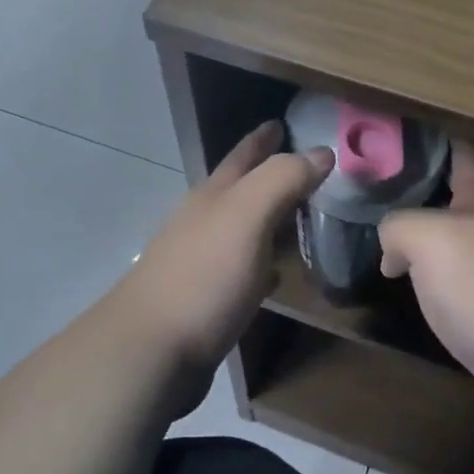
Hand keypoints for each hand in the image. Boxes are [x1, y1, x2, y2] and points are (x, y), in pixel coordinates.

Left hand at [116, 120, 332, 406]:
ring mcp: (201, 261)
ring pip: (241, 227)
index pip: (243, 155)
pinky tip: (274, 273)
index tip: (282, 122)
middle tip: (303, 166)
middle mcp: (204, 221)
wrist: (152, 350)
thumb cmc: (204, 275)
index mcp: (214, 196)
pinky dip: (261, 262)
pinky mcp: (205, 299)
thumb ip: (283, 179)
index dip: (263, 138)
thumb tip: (321, 151)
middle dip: (266, 173)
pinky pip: (241, 268)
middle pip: (239, 188)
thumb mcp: (247, 215)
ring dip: (267, 217)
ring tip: (296, 214)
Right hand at [378, 141, 473, 431]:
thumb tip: (392, 249)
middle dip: (418, 185)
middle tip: (374, 182)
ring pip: (451, 237)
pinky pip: (454, 277)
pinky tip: (408, 281)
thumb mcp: (426, 237)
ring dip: (422, 233)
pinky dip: (430, 274)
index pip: (462, 149)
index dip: (434, 134)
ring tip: (381, 230)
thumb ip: (398, 226)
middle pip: (454, 194)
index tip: (399, 127)